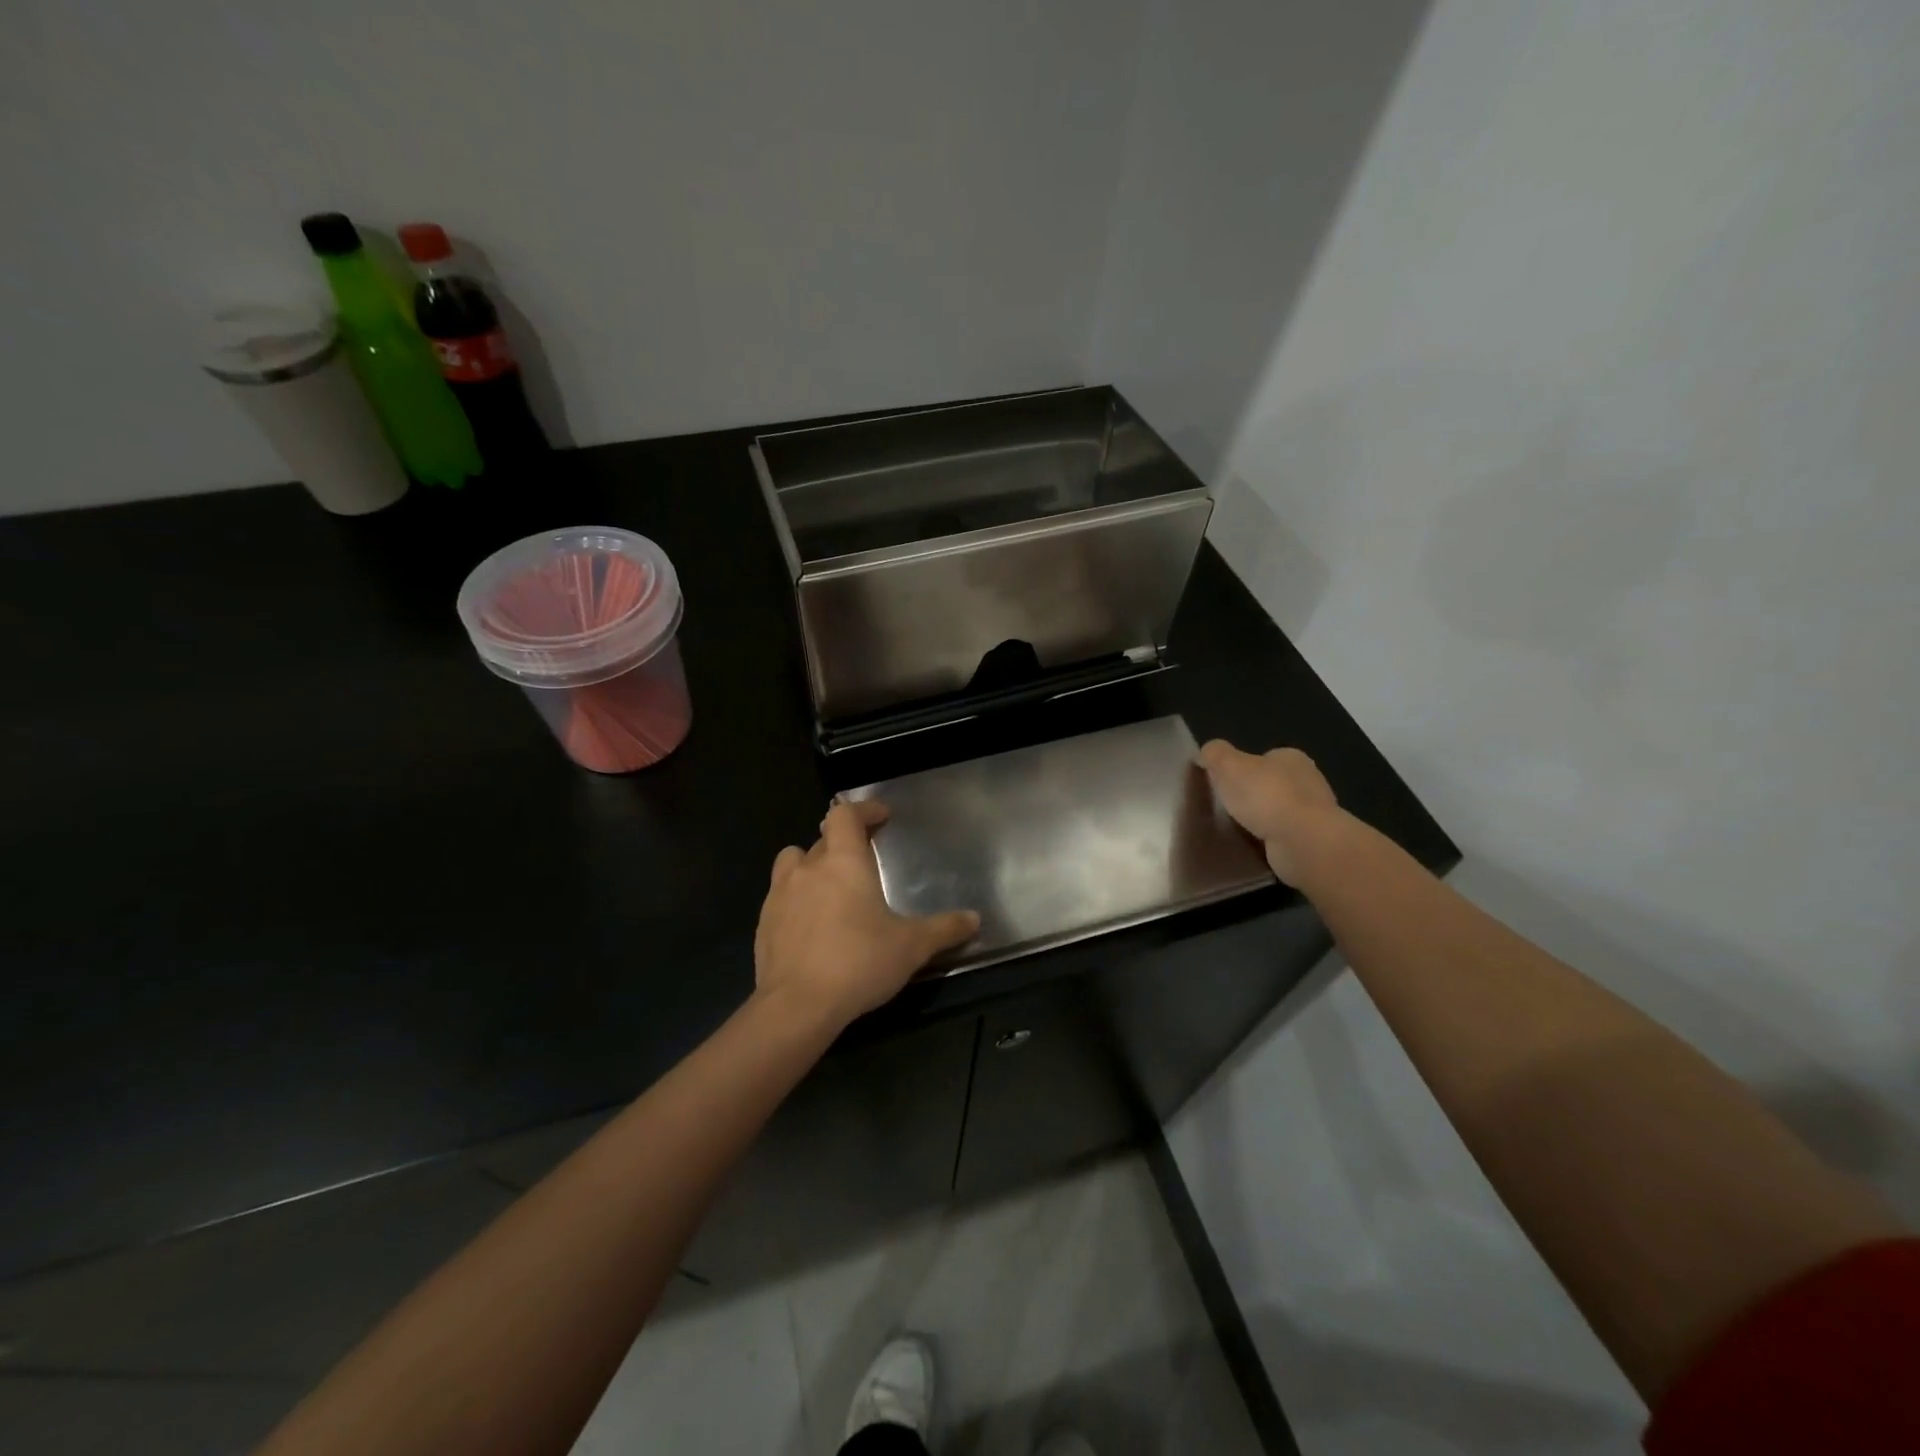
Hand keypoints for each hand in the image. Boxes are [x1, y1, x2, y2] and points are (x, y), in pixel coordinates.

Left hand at [754, 799, 980, 1026]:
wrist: (797, 1006)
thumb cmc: (859, 962)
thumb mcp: (912, 946)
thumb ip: (944, 929)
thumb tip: (975, 919)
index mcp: (843, 862)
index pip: (845, 815)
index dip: (863, 810)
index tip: (881, 816)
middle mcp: (808, 869)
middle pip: (821, 838)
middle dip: (842, 842)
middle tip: (863, 859)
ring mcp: (779, 895)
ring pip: (792, 863)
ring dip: (811, 866)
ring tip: (830, 886)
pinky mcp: (763, 923)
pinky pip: (780, 897)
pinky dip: (796, 899)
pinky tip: (811, 925)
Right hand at [1197, 739, 1345, 885]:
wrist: (1303, 843)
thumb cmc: (1266, 796)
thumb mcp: (1228, 766)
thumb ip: (1214, 754)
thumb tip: (1205, 753)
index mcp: (1291, 758)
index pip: (1262, 758)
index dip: (1240, 769)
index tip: (1222, 784)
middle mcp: (1308, 781)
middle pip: (1270, 784)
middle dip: (1250, 796)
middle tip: (1224, 808)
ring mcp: (1313, 813)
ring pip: (1277, 812)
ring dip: (1260, 820)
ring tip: (1233, 830)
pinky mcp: (1312, 841)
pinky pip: (1282, 836)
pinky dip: (1268, 841)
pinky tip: (1252, 846)